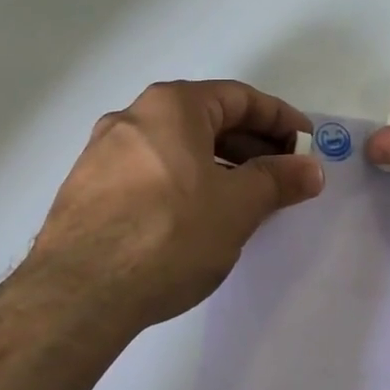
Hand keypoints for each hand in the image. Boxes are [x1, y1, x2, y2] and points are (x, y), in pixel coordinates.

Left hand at [25, 79, 322, 333]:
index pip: (239, 97)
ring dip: (218, 167)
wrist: (79, 292)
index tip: (306, 146)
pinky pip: (150, 173)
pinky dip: (184, 184)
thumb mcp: (237, 206)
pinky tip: (196, 219)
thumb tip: (310, 168)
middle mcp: (132, 117)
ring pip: (176, 149)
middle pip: (205, 120)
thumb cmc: (169, 234)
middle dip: (251, 146)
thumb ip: (278, 180)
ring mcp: (103, 153)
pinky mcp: (87, 189)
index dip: (281, 119)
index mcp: (171, 106)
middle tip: (282, 177)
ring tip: (245, 202)